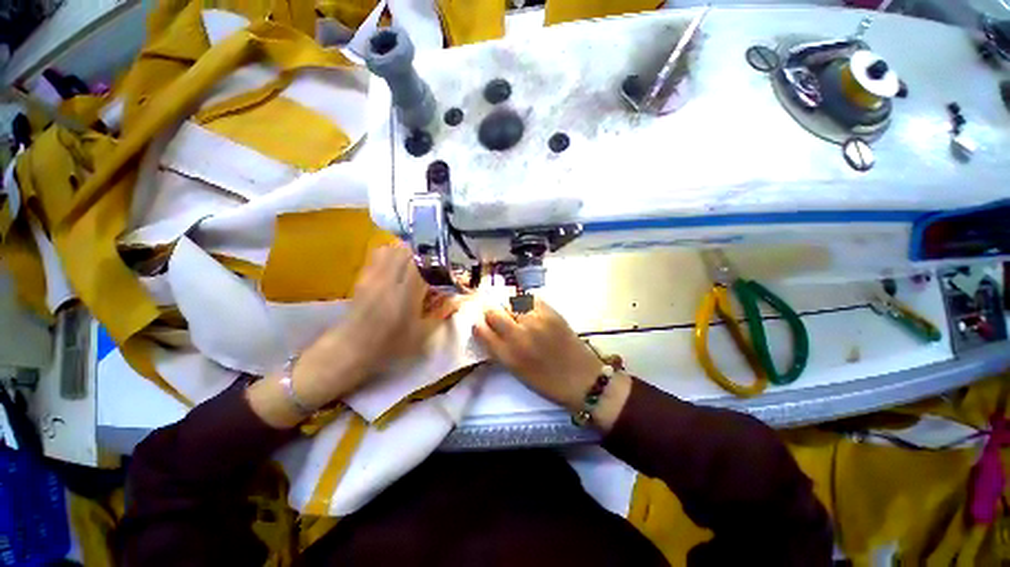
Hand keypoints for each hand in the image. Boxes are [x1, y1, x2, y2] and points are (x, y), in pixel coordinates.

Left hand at [251, 244, 456, 426]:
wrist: (350, 349)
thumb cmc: (389, 346)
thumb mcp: (422, 334)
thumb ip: (441, 313)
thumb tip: (456, 298)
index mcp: (404, 296)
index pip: (423, 264)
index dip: (437, 260)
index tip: (447, 264)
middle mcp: (388, 281)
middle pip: (407, 251)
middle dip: (424, 253)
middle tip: (434, 262)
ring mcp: (373, 276)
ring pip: (392, 248)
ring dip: (408, 251)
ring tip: (418, 262)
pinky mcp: (363, 276)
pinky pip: (379, 254)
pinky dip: (393, 253)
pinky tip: (399, 265)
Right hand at [473, 297, 630, 430]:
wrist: (582, 378)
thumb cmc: (547, 381)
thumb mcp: (516, 371)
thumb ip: (499, 349)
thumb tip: (487, 329)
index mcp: (508, 355)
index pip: (481, 330)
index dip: (479, 325)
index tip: (482, 325)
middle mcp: (518, 335)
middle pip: (493, 312)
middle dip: (491, 313)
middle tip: (498, 317)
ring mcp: (535, 320)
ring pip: (510, 301)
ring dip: (508, 306)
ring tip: (514, 312)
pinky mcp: (551, 312)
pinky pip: (529, 298)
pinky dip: (524, 301)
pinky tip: (528, 309)